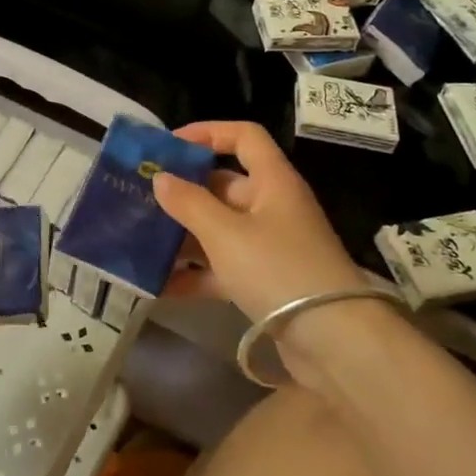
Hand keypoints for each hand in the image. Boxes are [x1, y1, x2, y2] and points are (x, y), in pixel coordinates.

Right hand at [153, 122, 377, 381]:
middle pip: (223, 186)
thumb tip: (161, 178)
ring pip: (219, 229)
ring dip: (183, 236)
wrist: (336, 343)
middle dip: (182, 192)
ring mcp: (270, 247)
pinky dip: (195, 273)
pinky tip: (158, 285)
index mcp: (272, 181)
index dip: (207, 133)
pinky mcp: (266, 283)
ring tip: (139, 241)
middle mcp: (273, 207)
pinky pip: (222, 268)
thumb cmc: (279, 270)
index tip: (167, 146)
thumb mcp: (226, 233)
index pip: (243, 137)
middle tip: (139, 198)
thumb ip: (189, 203)